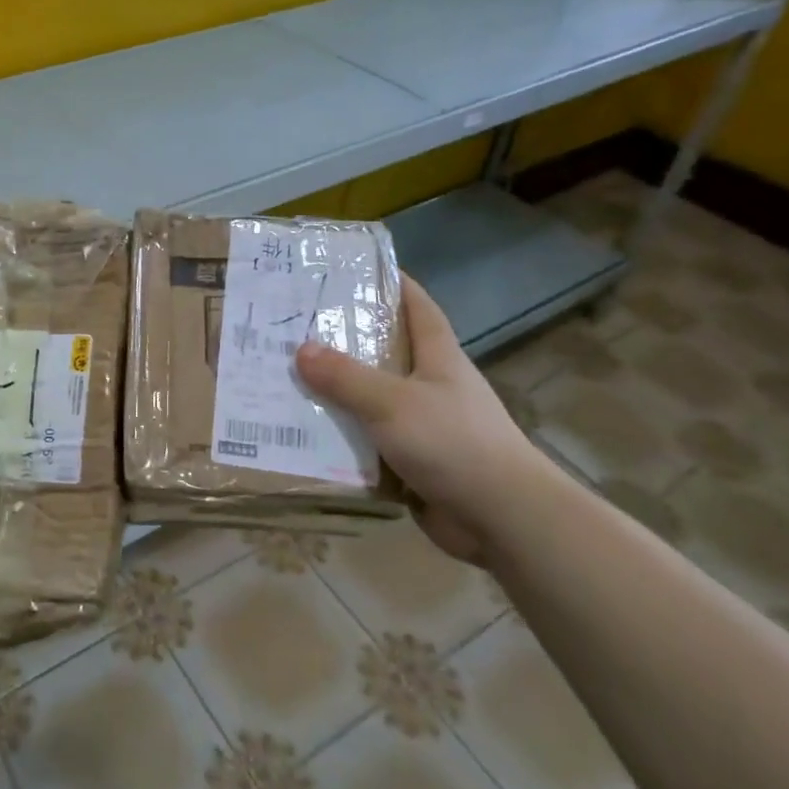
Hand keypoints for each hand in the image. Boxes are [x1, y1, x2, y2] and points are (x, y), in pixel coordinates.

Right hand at [295, 271, 545, 562]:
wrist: (502, 519)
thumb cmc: (454, 443)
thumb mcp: (393, 402)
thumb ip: (345, 377)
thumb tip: (301, 350)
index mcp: (438, 357)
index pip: (417, 306)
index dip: (392, 284)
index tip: (355, 269)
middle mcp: (431, 385)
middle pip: (385, 352)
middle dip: (344, 340)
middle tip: (295, 327)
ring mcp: (424, 425)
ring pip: (371, 400)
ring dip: (336, 394)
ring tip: (286, 380)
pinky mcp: (413, 462)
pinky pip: (368, 442)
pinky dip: (341, 439)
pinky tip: (304, 435)